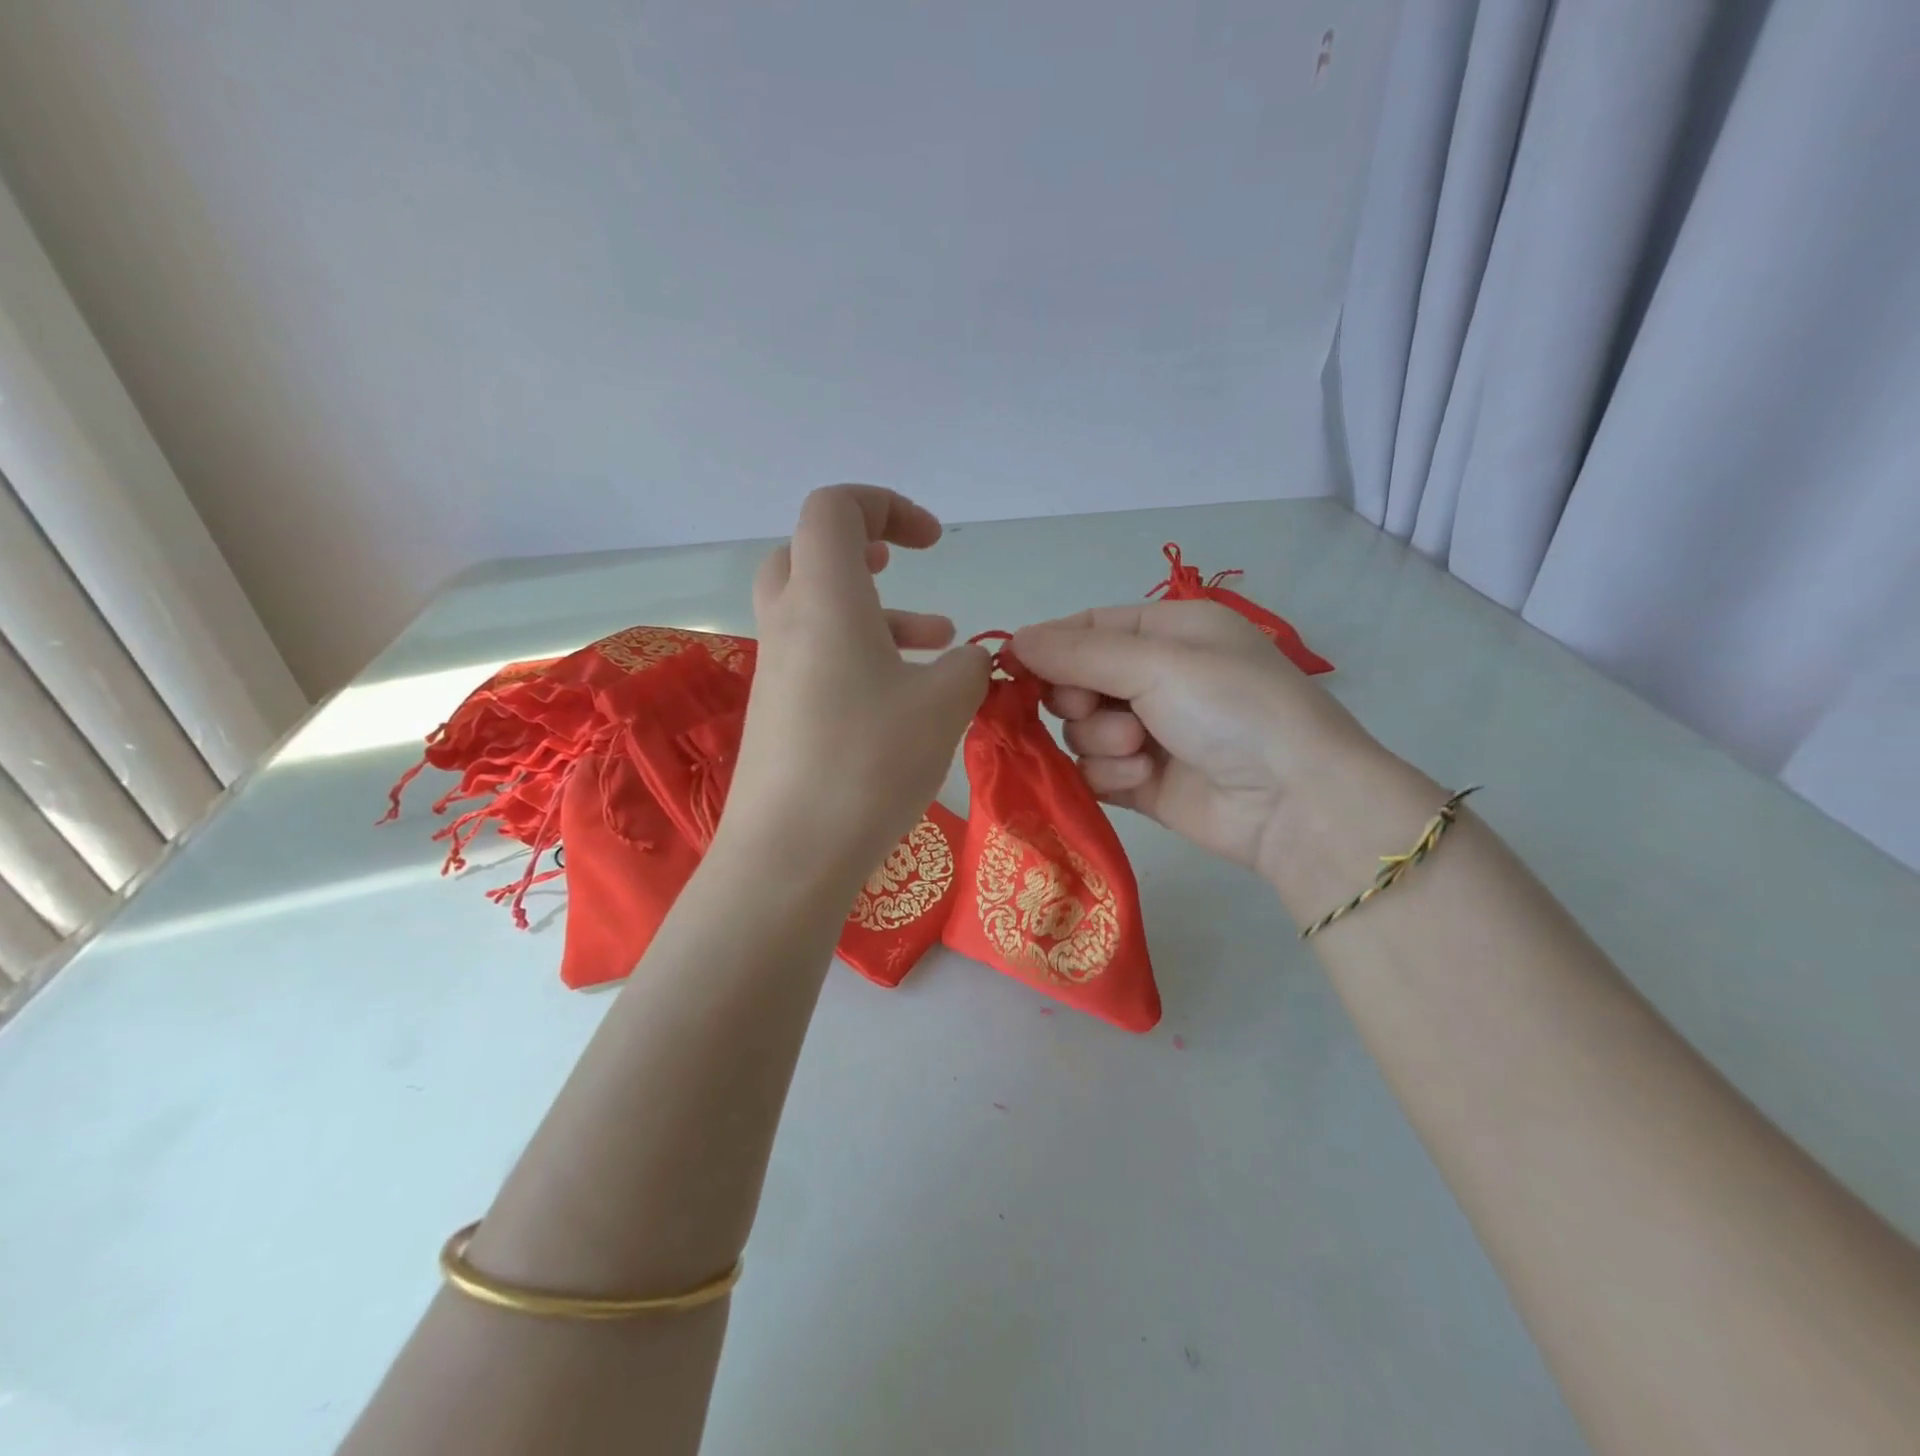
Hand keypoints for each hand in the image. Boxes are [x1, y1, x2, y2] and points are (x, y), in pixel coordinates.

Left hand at [724, 486, 989, 884]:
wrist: (789, 855)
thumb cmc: (868, 763)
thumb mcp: (944, 705)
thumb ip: (969, 667)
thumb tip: (969, 661)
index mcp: (824, 598)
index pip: (834, 507)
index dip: (886, 505)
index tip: (932, 544)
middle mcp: (789, 623)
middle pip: (808, 552)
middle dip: (861, 548)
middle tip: (899, 566)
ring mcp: (776, 670)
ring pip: (818, 610)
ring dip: (876, 612)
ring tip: (938, 642)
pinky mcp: (777, 713)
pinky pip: (817, 658)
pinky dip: (860, 657)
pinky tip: (906, 698)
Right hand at [1011, 602, 1380, 880]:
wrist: (1294, 802)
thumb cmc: (1232, 708)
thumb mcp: (1157, 662)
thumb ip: (1078, 653)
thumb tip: (1012, 640)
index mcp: (1166, 632)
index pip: (1086, 628)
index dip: (1048, 647)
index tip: (1011, 667)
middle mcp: (1154, 677)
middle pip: (1073, 681)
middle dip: (1078, 698)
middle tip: (1097, 708)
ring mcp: (1146, 732)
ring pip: (1079, 730)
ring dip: (1100, 739)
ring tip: (1139, 749)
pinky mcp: (1141, 780)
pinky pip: (1094, 770)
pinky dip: (1111, 774)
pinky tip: (1143, 779)